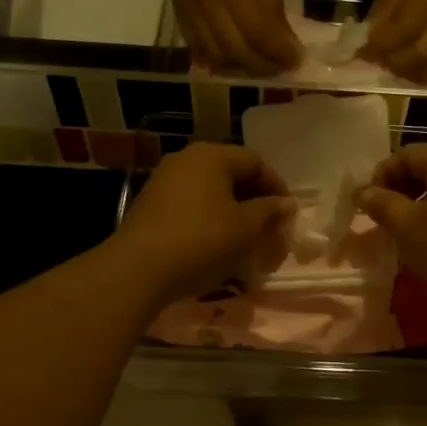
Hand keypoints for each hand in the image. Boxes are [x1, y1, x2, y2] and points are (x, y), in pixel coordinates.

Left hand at [116, 142, 296, 305]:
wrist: (139, 269)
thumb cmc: (202, 241)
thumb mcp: (245, 228)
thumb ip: (269, 211)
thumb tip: (286, 203)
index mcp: (212, 156)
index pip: (255, 162)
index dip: (276, 187)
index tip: (287, 214)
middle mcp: (186, 159)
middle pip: (231, 174)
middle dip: (254, 201)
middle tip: (269, 228)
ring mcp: (164, 180)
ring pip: (210, 191)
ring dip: (232, 212)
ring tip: (246, 239)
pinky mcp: (151, 204)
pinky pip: (191, 205)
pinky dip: (209, 220)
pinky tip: (216, 245)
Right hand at [164, 0, 301, 73]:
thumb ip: (273, 7)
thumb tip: (285, 44)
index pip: (258, 35)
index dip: (279, 53)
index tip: (297, 60)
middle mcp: (207, 4)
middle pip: (236, 52)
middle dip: (263, 66)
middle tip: (281, 67)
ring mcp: (189, 9)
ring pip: (215, 56)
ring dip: (241, 69)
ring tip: (259, 67)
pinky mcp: (178, 10)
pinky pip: (196, 47)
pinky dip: (216, 61)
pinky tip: (232, 63)